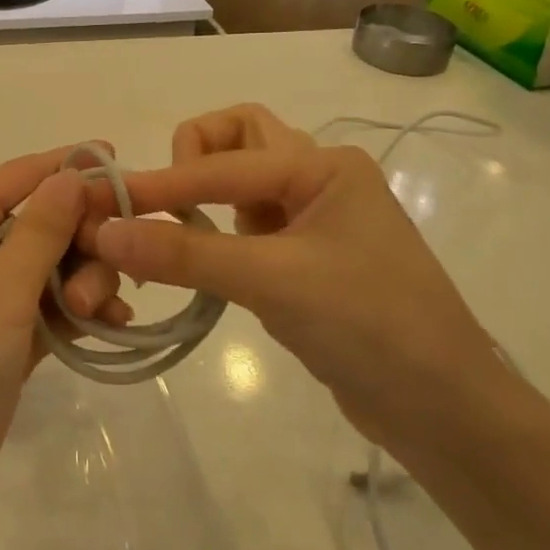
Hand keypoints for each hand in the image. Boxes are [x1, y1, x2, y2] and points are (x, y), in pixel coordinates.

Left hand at [0, 148, 128, 531]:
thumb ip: (42, 228)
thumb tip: (71, 173)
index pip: (18, 175)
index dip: (68, 165)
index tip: (120, 161)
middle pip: (40, 222)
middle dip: (81, 240)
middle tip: (116, 270)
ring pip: (48, 267)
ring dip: (84, 279)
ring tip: (104, 312)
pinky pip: (45, 309)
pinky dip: (76, 312)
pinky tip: (112, 325)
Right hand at [84, 105, 503, 449]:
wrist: (446, 413)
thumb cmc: (370, 327)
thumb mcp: (273, 282)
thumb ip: (186, 254)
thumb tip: (103, 233)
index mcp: (323, 165)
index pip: (222, 163)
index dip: (162, 183)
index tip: (106, 204)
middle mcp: (319, 177)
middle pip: (240, 137)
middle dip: (194, 155)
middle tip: (165, 200)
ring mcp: (314, 218)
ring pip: (244, 180)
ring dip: (206, 191)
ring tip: (176, 232)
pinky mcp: (306, 257)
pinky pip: (249, 223)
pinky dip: (217, 230)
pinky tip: (203, 262)